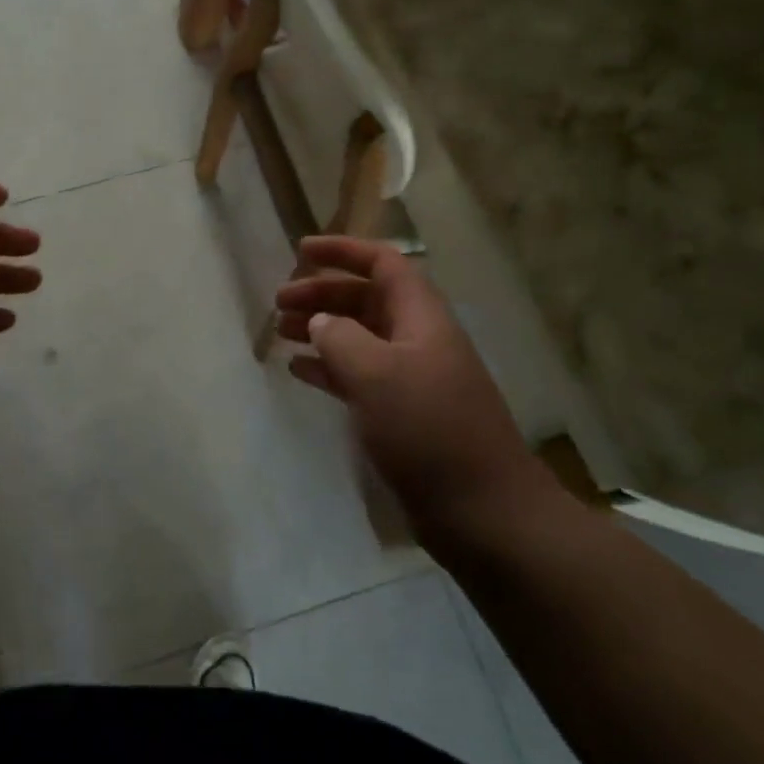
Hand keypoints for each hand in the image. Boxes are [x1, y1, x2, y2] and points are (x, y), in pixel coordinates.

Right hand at [276, 237, 549, 549]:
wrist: (484, 513)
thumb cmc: (429, 430)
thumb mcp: (376, 374)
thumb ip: (340, 338)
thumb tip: (320, 322)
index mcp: (421, 318)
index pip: (383, 264)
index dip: (343, 251)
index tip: (301, 250)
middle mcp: (417, 339)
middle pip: (365, 298)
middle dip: (322, 294)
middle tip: (278, 302)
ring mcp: (412, 378)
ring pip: (359, 337)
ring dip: (320, 329)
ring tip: (280, 333)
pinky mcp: (403, 414)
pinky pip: (358, 375)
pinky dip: (328, 367)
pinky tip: (298, 371)